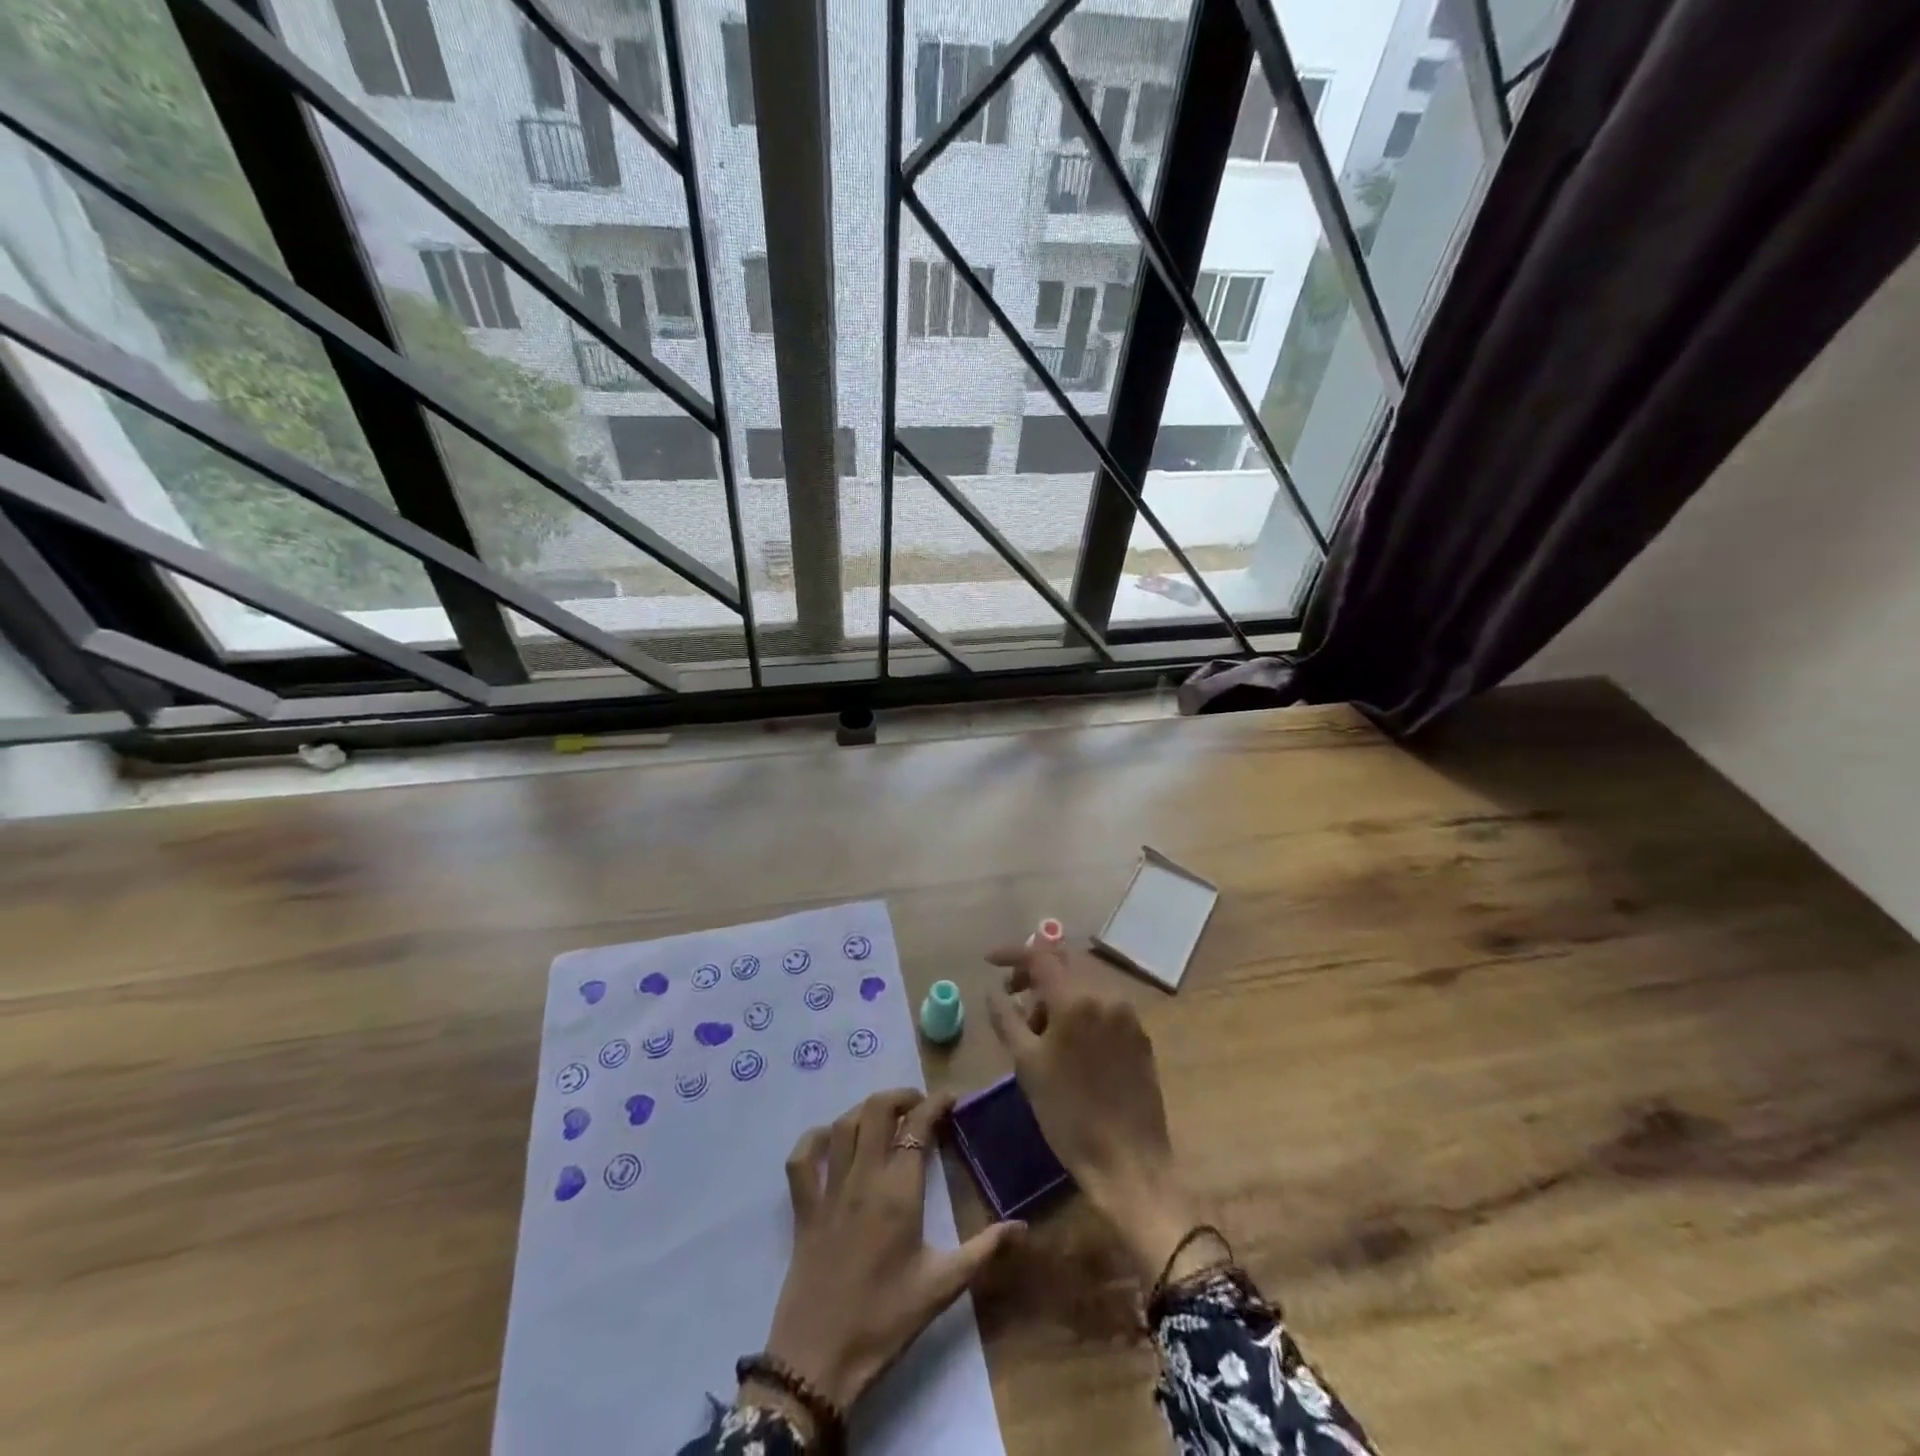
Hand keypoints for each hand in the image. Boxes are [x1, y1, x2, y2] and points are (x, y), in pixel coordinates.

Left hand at [751, 1089, 1023, 1427]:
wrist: (819, 1361)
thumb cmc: (885, 1321)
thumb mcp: (942, 1287)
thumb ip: (984, 1250)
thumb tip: (1023, 1227)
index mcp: (898, 1192)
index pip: (918, 1126)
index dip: (935, 1104)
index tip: (951, 1100)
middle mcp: (863, 1178)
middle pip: (876, 1111)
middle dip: (901, 1096)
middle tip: (920, 1105)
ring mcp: (828, 1190)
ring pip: (843, 1125)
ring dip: (865, 1110)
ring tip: (885, 1115)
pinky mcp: (803, 1209)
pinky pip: (801, 1160)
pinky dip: (814, 1139)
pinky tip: (830, 1139)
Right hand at [986, 939, 1203, 1281]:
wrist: (1129, 1161)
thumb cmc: (1069, 1114)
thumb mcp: (1027, 1066)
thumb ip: (1007, 1019)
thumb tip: (994, 992)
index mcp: (1076, 999)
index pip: (1039, 956)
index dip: (1012, 953)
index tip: (989, 961)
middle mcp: (1106, 994)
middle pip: (1065, 961)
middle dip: (1035, 970)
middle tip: (1011, 992)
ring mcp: (1127, 1012)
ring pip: (1085, 980)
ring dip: (1057, 989)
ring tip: (1036, 1024)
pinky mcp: (1140, 1033)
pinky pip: (1103, 1001)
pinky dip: (1079, 1004)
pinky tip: (1066, 1036)